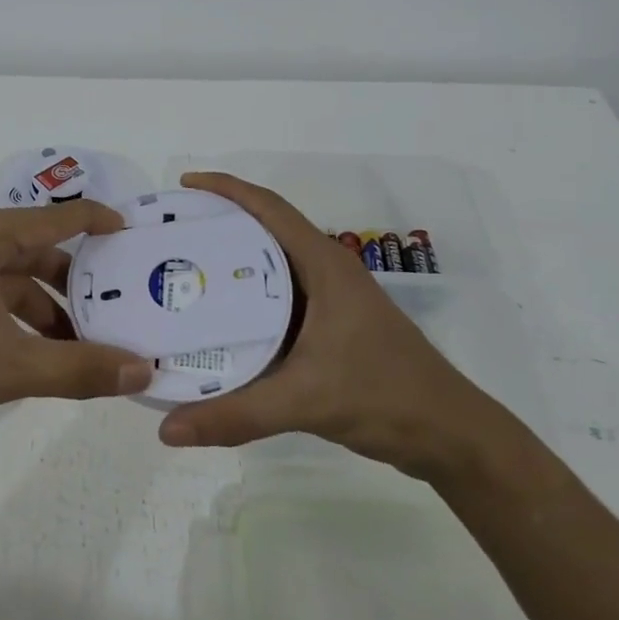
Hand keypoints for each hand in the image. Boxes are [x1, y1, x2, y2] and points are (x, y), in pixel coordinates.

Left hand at [0, 201, 154, 450]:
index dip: (97, 222)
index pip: (55, 218)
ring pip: (5, 274)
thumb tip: (142, 371)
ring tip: (76, 344)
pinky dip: (9, 312)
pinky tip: (30, 349)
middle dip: (72, 281)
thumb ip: (80, 368)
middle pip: (31, 247)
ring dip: (41, 305)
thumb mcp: (10, 368)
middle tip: (113, 306)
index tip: (132, 234)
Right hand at [156, 172, 510, 479]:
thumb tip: (167, 429)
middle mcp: (327, 272)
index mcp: (324, 265)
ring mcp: (332, 300)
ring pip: (271, 267)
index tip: (184, 183)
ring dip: (232, 262)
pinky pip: (279, 299)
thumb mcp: (304, 400)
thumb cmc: (384, 397)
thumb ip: (235, 414)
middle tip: (171, 234)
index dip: (226, 188)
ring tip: (183, 271)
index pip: (269, 208)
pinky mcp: (332, 326)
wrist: (451, 436)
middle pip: (265, 231)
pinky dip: (246, 300)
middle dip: (219, 223)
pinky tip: (218, 321)